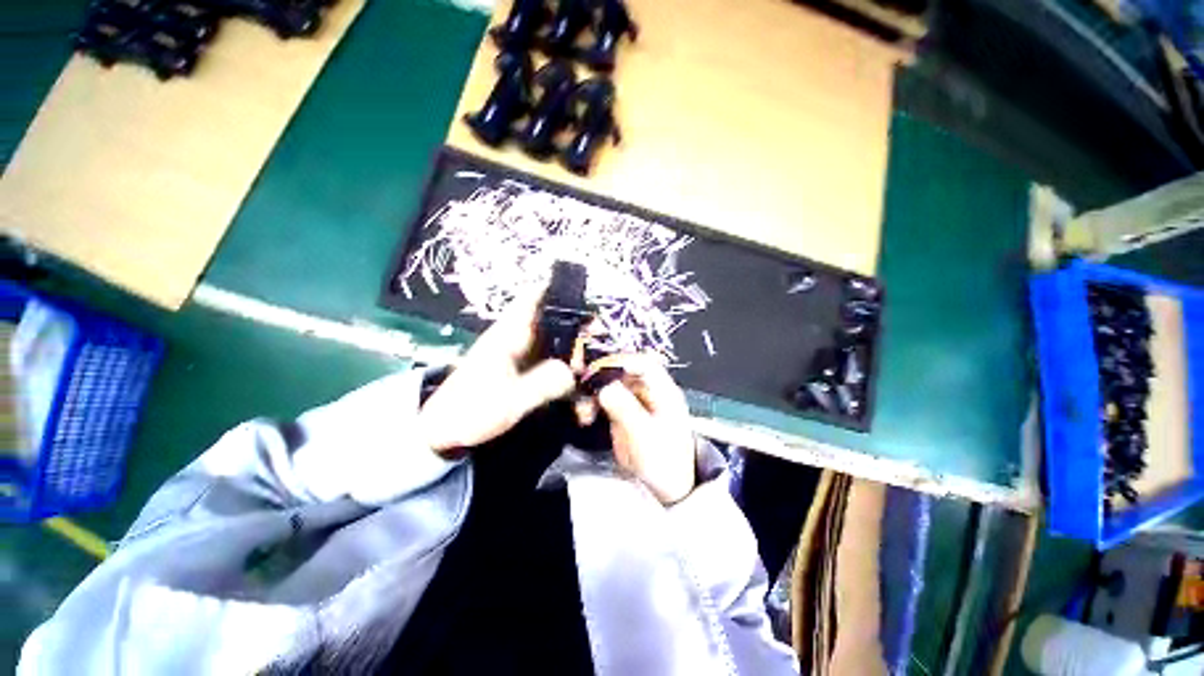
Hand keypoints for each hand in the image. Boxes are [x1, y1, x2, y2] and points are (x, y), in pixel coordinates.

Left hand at [418, 290, 575, 456]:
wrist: (444, 435)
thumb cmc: (471, 411)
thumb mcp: (509, 400)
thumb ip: (543, 384)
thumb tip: (575, 373)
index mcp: (509, 334)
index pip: (534, 297)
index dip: (559, 291)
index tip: (587, 302)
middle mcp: (518, 339)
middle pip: (555, 323)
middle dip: (579, 333)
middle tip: (597, 350)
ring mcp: (523, 357)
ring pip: (558, 347)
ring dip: (576, 360)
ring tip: (591, 381)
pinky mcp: (525, 374)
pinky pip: (553, 367)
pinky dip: (568, 379)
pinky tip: (579, 403)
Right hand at [586, 355, 696, 504]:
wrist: (667, 490)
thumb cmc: (663, 461)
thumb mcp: (645, 435)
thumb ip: (625, 409)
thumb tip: (604, 387)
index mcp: (663, 391)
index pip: (644, 363)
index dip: (621, 361)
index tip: (597, 370)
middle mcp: (649, 391)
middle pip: (624, 371)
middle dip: (601, 376)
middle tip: (582, 386)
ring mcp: (635, 402)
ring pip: (611, 384)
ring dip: (594, 392)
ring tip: (582, 410)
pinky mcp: (624, 413)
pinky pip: (606, 400)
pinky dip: (593, 404)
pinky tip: (584, 415)